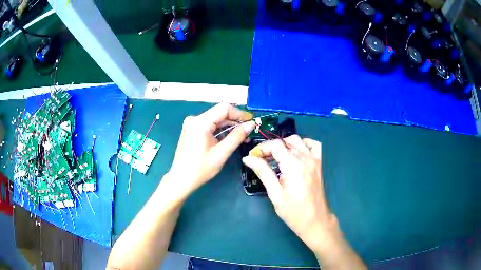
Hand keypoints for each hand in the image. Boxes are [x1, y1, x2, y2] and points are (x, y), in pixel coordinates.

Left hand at [166, 103, 255, 198]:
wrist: (181, 179)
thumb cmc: (200, 168)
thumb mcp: (221, 153)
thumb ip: (237, 136)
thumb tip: (251, 124)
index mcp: (200, 122)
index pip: (224, 108)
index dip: (240, 113)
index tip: (251, 122)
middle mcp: (195, 119)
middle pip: (220, 112)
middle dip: (235, 120)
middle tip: (249, 131)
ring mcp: (192, 123)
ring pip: (216, 118)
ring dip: (229, 126)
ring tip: (242, 136)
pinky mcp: (192, 129)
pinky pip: (210, 124)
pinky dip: (220, 130)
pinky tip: (229, 138)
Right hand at [242, 135, 334, 248]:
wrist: (315, 220)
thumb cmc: (293, 211)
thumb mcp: (275, 193)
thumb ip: (263, 172)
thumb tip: (248, 158)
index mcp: (293, 165)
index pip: (275, 145)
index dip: (262, 148)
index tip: (252, 157)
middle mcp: (305, 158)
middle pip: (285, 141)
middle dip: (271, 147)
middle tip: (261, 160)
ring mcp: (314, 160)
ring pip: (298, 140)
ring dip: (285, 144)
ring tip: (276, 157)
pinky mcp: (319, 164)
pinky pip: (313, 145)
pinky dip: (303, 144)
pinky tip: (296, 153)